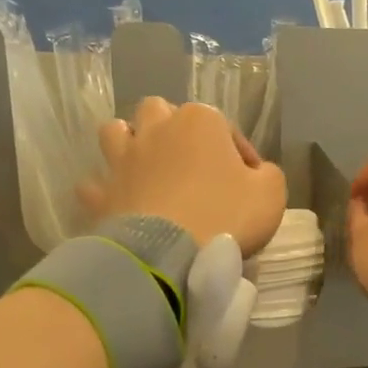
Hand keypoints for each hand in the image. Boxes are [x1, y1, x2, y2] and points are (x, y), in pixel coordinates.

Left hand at [82, 98, 286, 256]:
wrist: (169, 254)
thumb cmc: (226, 216)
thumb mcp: (272, 194)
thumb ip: (267, 175)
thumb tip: (257, 173)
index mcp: (200, 121)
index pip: (226, 128)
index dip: (240, 155)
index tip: (250, 183)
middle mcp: (156, 129)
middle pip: (160, 113)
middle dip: (173, 131)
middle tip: (190, 164)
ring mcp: (122, 159)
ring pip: (116, 133)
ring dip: (129, 145)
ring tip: (146, 170)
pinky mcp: (101, 193)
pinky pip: (95, 184)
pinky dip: (105, 191)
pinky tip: (118, 202)